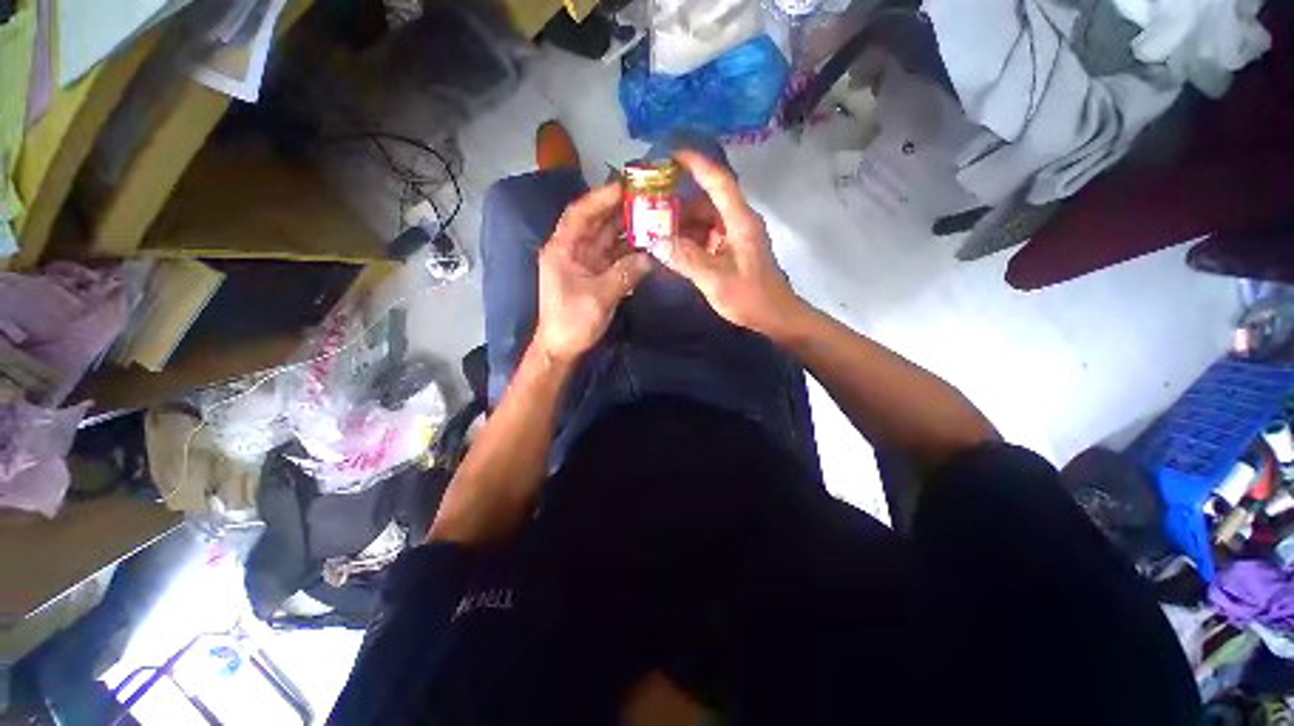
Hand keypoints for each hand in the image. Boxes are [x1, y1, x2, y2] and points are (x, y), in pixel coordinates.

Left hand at [533, 183, 651, 362]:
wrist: (562, 348)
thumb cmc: (572, 322)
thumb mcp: (599, 297)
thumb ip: (625, 274)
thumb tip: (651, 256)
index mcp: (563, 248)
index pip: (581, 213)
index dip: (602, 197)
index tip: (627, 186)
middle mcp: (573, 250)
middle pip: (598, 223)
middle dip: (621, 211)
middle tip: (649, 201)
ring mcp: (586, 263)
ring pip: (609, 240)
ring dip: (629, 231)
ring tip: (654, 220)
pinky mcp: (596, 276)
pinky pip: (615, 258)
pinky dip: (630, 252)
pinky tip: (648, 247)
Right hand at [658, 150, 803, 338]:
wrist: (776, 318)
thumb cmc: (751, 298)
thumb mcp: (716, 280)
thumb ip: (686, 259)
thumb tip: (656, 241)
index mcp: (740, 222)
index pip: (718, 182)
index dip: (697, 164)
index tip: (671, 154)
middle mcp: (738, 223)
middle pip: (706, 202)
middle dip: (678, 203)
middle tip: (649, 207)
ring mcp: (736, 237)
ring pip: (704, 221)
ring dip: (682, 224)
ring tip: (654, 230)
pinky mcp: (732, 251)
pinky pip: (707, 237)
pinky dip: (689, 240)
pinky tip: (672, 250)